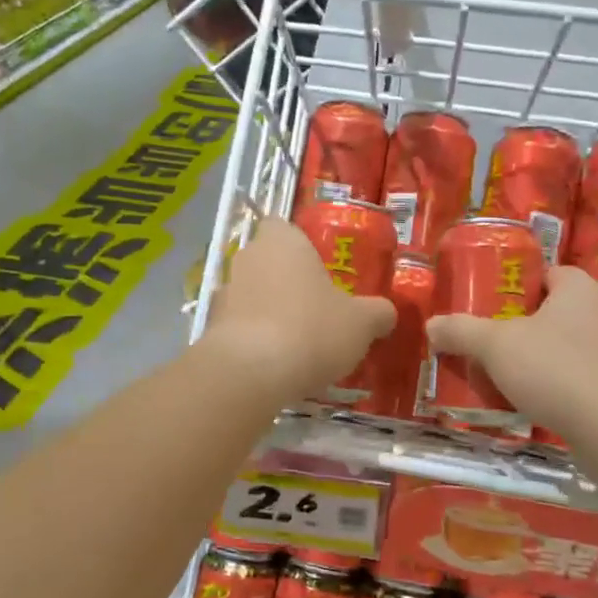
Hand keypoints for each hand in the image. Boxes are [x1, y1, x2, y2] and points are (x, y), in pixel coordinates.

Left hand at [202, 218, 395, 400]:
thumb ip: (377, 313)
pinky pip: (238, 325)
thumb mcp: (361, 323)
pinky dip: (253, 338)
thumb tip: (386, 313)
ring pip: (251, 293)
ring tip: (297, 341)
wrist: (251, 372)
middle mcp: (247, 257)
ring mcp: (224, 291)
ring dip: (268, 309)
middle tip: (316, 306)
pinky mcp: (211, 326)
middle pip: (267, 260)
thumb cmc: (311, 329)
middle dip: (287, 280)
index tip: (318, 266)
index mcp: (282, 241)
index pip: (282, 225)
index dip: (298, 243)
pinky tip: (274, 363)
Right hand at [426, 267, 597, 437]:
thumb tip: (431, 326)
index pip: (548, 274)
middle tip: (492, 344)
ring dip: (543, 360)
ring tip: (508, 378)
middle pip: (556, 311)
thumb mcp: (495, 346)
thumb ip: (461, 332)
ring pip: (571, 347)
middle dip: (526, 327)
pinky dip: (562, 387)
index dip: (518, 287)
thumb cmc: (556, 369)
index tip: (492, 307)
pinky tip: (537, 404)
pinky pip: (585, 378)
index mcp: (580, 288)